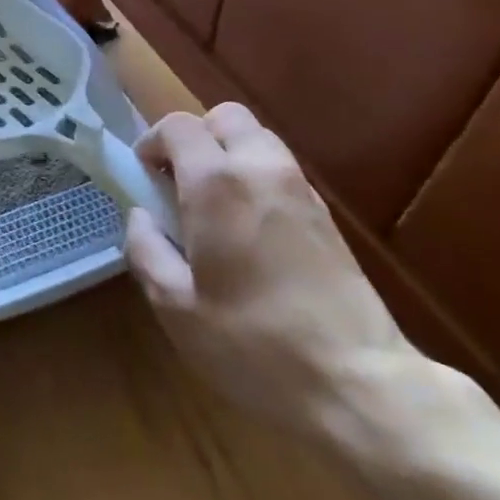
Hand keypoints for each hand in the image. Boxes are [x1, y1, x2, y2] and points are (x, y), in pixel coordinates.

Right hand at [124, 104, 418, 435]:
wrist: (357, 382)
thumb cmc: (252, 343)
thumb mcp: (174, 305)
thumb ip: (145, 249)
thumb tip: (142, 217)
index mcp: (217, 184)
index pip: (178, 126)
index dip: (152, 142)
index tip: (143, 176)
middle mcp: (261, 170)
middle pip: (225, 117)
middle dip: (196, 138)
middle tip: (179, 183)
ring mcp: (301, 189)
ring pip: (258, 139)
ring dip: (228, 156)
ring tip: (213, 208)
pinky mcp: (327, 215)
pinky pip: (281, 171)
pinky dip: (256, 179)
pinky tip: (249, 231)